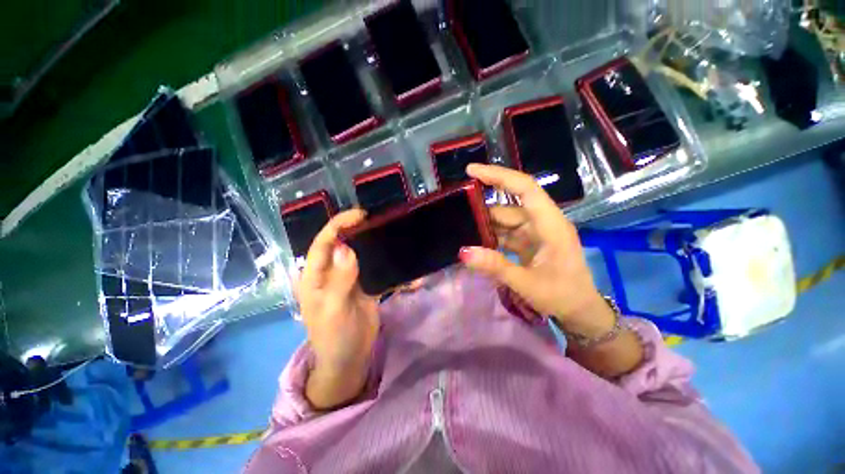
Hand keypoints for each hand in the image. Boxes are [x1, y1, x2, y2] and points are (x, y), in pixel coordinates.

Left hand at [296, 209, 378, 408]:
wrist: (350, 358)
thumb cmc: (333, 337)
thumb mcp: (334, 310)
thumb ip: (339, 279)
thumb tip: (344, 247)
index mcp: (314, 277)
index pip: (323, 243)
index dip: (338, 225)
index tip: (359, 215)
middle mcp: (330, 273)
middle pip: (342, 244)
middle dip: (356, 229)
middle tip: (377, 219)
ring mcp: (348, 278)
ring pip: (359, 253)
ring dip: (371, 242)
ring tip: (388, 230)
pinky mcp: (364, 285)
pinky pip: (373, 268)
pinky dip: (384, 261)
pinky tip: (396, 254)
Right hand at [460, 164, 614, 337]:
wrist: (580, 312)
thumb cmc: (563, 296)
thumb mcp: (528, 283)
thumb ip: (495, 267)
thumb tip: (463, 252)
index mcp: (551, 225)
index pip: (525, 189)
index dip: (499, 176)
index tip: (472, 171)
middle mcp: (542, 222)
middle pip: (509, 206)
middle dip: (483, 207)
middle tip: (455, 209)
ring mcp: (534, 233)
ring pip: (504, 220)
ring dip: (485, 223)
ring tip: (460, 226)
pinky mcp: (528, 243)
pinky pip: (505, 233)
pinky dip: (490, 235)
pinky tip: (475, 240)